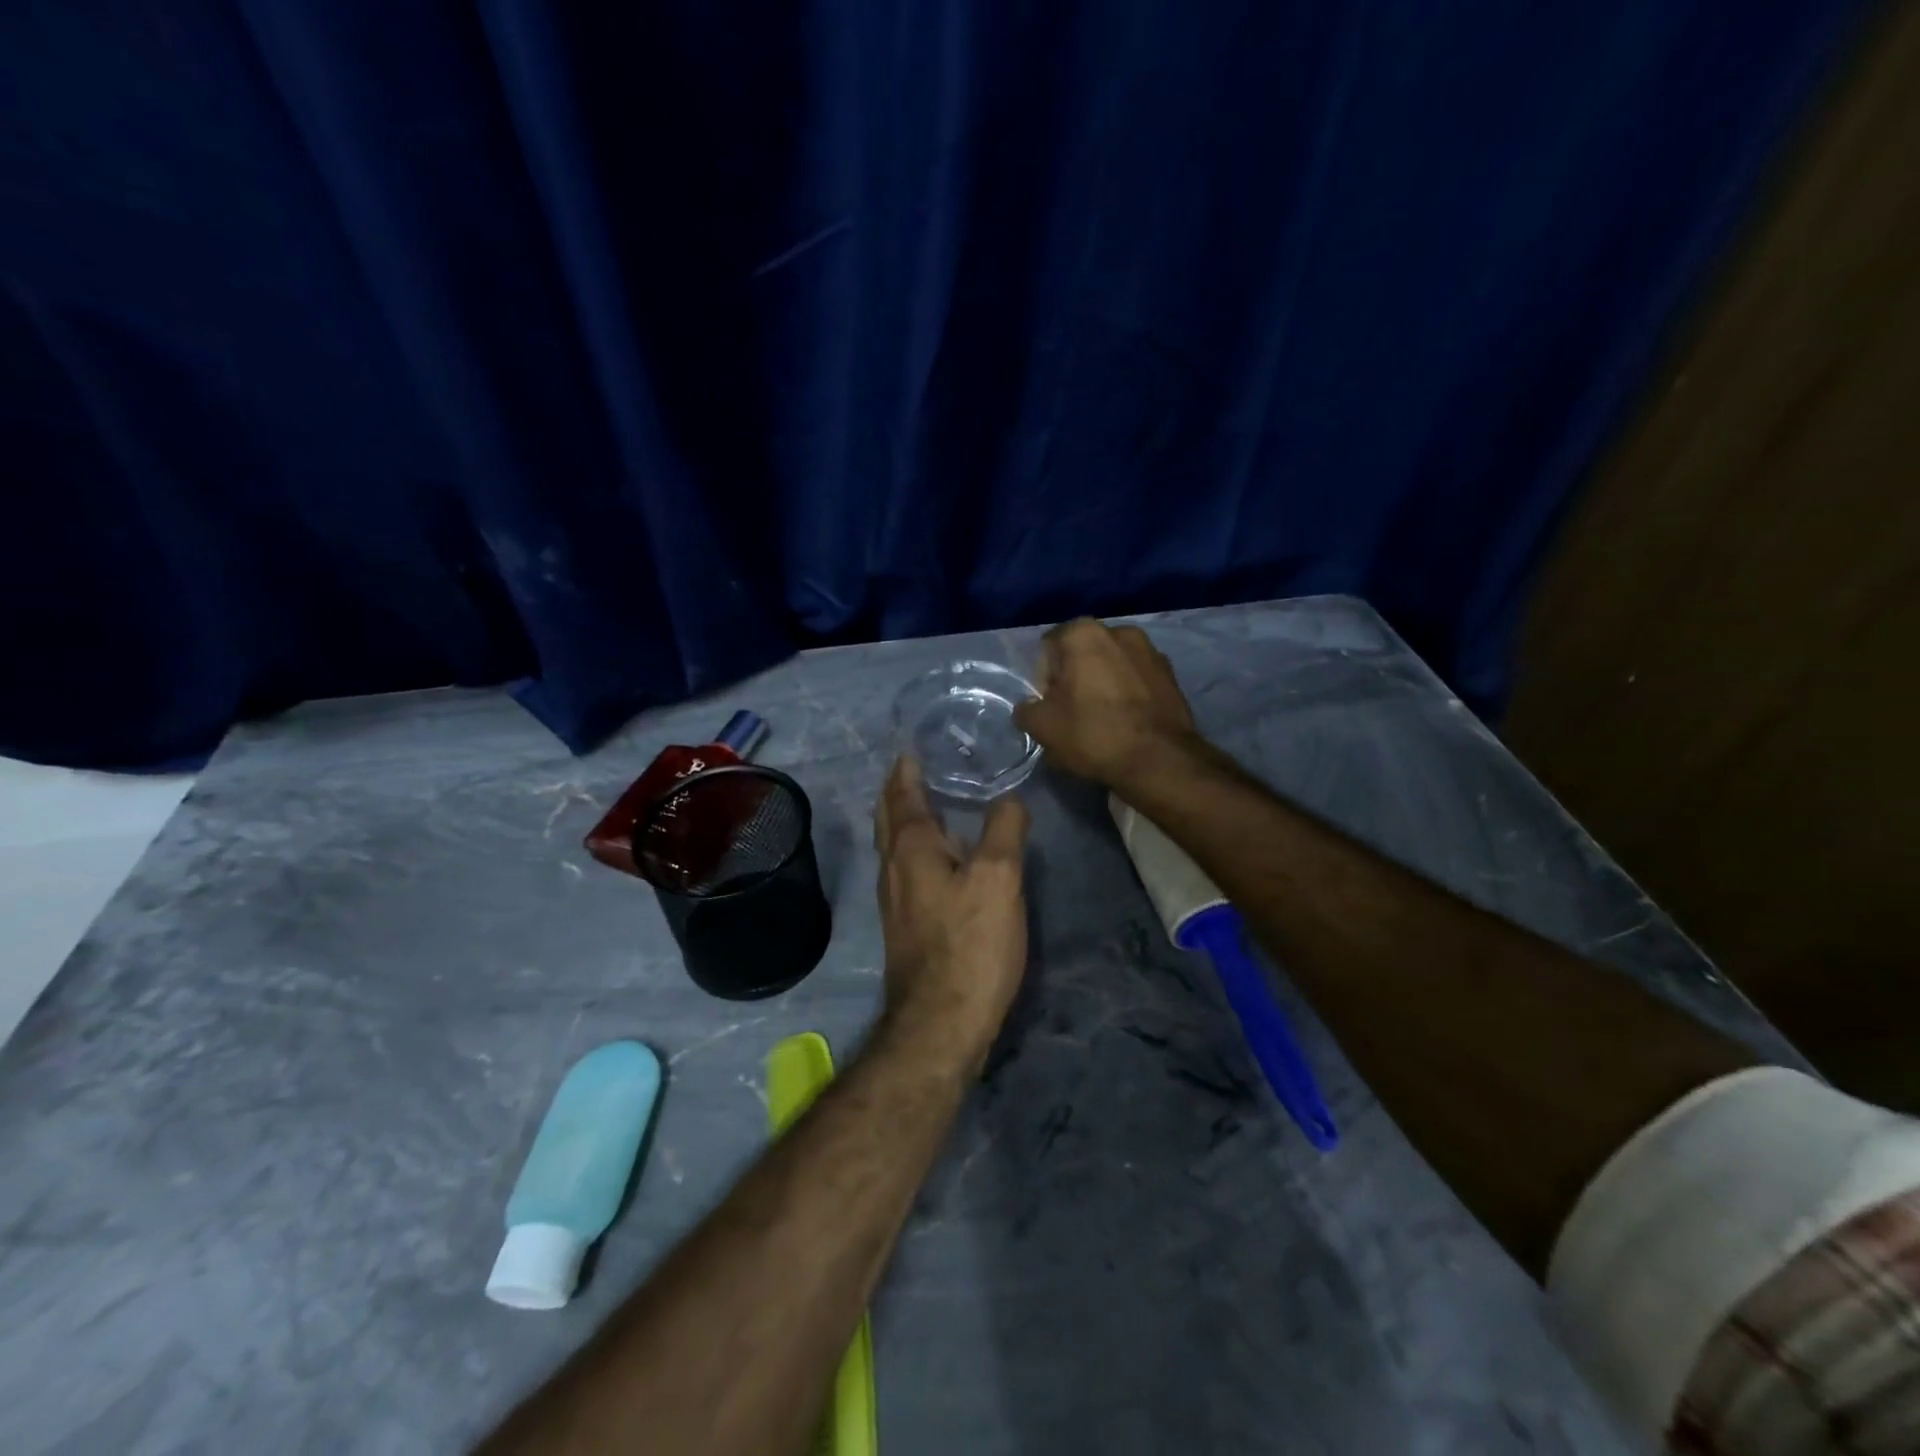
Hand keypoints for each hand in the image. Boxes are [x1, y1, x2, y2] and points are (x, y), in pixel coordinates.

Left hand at [873, 757, 1030, 1069]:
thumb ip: (1004, 829)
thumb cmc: (970, 944)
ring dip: (904, 817)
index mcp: (911, 847)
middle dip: (898, 788)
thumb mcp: (999, 878)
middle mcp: (893, 866)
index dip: (907, 767)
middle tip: (916, 765)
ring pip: (893, 843)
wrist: (941, 1023)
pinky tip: (938, 856)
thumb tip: (1009, 797)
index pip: (902, 793)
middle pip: (889, 816)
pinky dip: (914, 846)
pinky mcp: (905, 923)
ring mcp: (895, 898)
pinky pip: (905, 867)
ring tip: (927, 801)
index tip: (913, 744)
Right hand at [1013, 619, 1200, 788]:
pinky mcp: (1171, 674)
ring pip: (1112, 666)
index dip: (1043, 679)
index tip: (1050, 706)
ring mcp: (1151, 650)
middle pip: (1082, 654)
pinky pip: (1137, 679)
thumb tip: (1031, 707)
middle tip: (1072, 714)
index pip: (1048, 648)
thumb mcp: (1042, 727)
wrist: (1160, 760)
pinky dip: (1128, 693)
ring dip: (1102, 684)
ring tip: (1102, 720)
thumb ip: (1026, 709)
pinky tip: (1127, 722)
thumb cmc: (1093, 734)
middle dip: (1074, 679)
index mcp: (1083, 633)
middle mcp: (1119, 631)